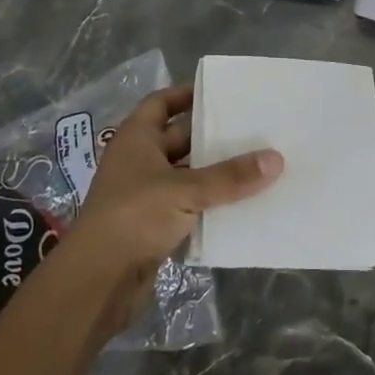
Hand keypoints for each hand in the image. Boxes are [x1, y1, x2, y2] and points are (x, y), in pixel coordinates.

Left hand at [58, 84, 281, 328]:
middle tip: (252, 127)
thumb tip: (277, 158)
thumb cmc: (134, 217)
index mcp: (136, 139)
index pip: (161, 103)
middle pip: (178, 138)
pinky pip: (188, 206)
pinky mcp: (153, 226)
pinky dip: (210, 203)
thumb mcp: (186, 190)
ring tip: (256, 163)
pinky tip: (241, 202)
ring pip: (186, 174)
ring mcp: (145, 195)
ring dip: (214, 172)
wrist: (97, 282)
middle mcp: (138, 161)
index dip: (186, 94)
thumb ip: (231, 176)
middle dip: (211, 135)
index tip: (220, 92)